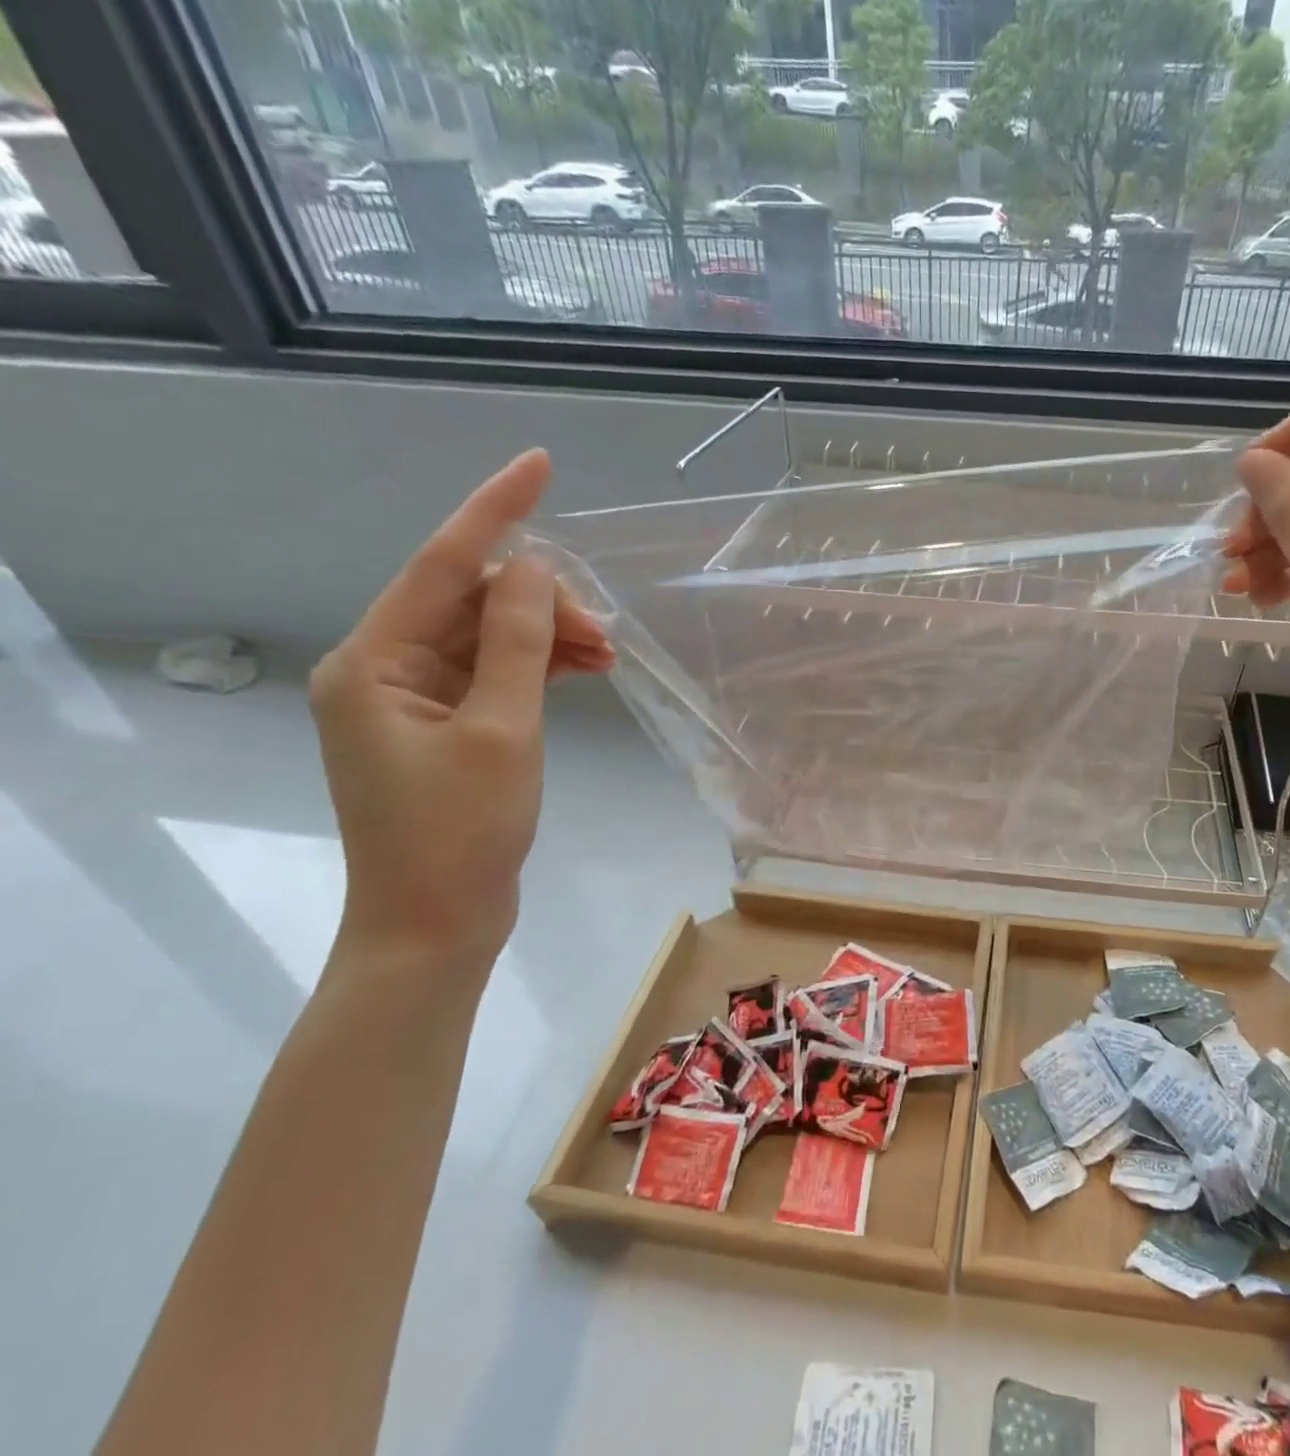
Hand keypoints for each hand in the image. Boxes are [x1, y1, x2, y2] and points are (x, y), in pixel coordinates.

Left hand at [309, 450, 614, 965]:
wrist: (437, 923)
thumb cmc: (463, 832)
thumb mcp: (501, 730)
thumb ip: (517, 642)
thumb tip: (531, 567)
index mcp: (372, 662)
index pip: (438, 565)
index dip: (493, 511)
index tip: (539, 465)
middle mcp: (381, 668)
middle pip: (470, 603)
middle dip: (540, 604)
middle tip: (604, 635)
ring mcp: (411, 698)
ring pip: (488, 636)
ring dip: (546, 635)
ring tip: (605, 655)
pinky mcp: (442, 724)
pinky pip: (493, 671)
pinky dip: (538, 665)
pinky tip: (583, 668)